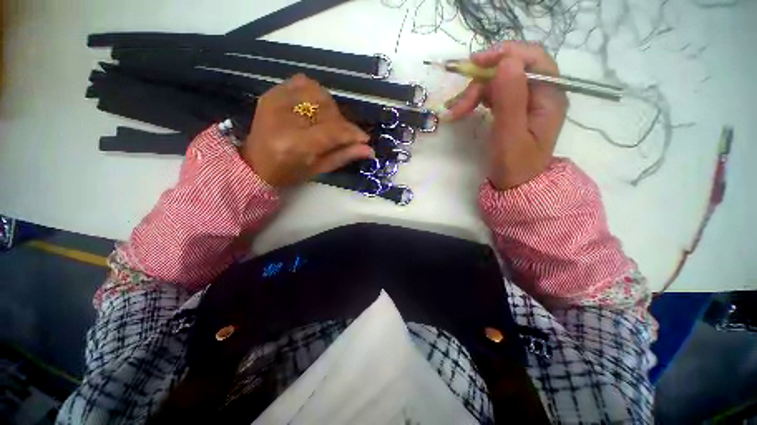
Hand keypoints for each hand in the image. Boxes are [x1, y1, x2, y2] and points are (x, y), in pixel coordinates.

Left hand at [242, 74, 372, 186]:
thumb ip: (343, 156)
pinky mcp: (272, 93)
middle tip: (344, 135)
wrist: (254, 164)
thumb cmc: (288, 173)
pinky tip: (316, 108)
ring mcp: (275, 101)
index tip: (364, 139)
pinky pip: (303, 82)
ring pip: (318, 93)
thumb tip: (368, 149)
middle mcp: (284, 118)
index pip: (332, 131)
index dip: (352, 133)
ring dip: (331, 108)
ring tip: (329, 122)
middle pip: (327, 110)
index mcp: (295, 144)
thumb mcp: (318, 170)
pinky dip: (315, 93)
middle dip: (342, 123)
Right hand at [445, 42, 567, 189]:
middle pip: (511, 70)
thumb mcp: (511, 135)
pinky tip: (463, 110)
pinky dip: (476, 100)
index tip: (476, 63)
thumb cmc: (514, 165)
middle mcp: (541, 93)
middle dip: (481, 81)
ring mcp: (526, 101)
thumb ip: (511, 99)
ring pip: (498, 82)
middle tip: (459, 103)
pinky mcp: (513, 109)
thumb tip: (506, 61)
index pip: (532, 59)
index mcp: (549, 96)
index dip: (505, 54)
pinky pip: (494, 95)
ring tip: (455, 112)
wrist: (514, 185)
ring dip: (474, 93)